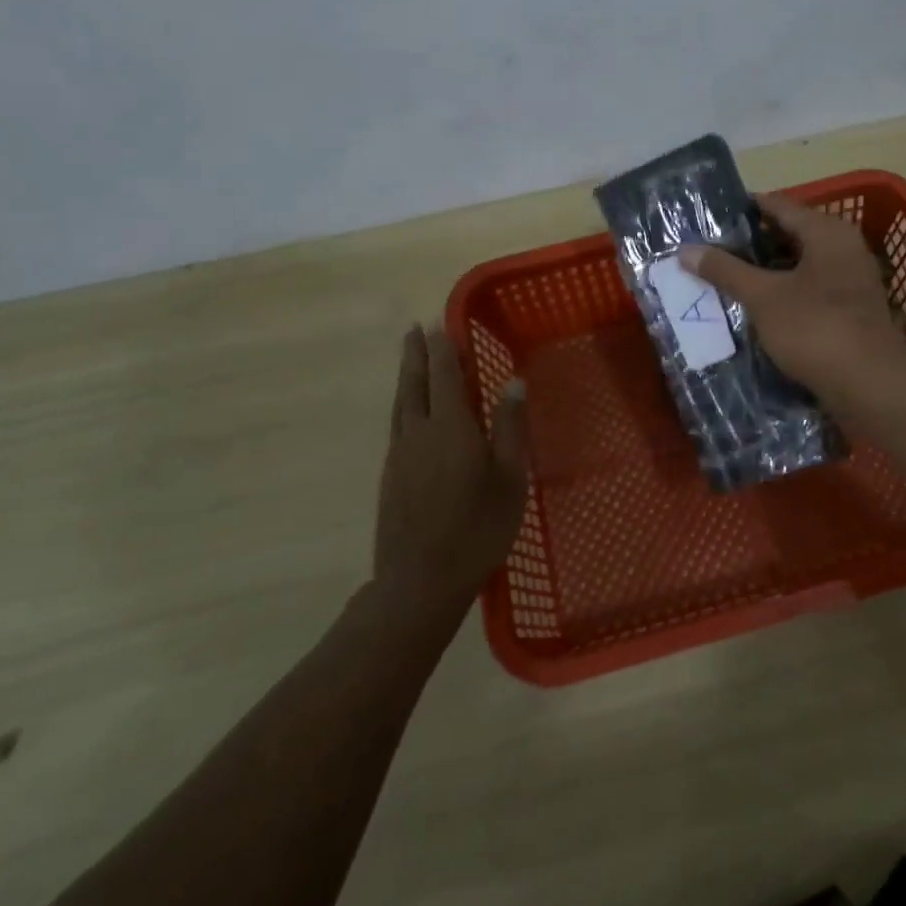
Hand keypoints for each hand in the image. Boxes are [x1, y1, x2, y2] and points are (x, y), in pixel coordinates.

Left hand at [373, 326, 527, 622]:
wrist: (421, 581)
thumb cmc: (478, 529)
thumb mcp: (509, 479)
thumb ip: (510, 428)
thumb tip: (514, 382)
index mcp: (451, 428)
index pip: (445, 376)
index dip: (444, 349)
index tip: (441, 324)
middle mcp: (419, 432)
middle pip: (414, 383)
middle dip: (416, 354)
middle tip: (414, 328)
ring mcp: (400, 454)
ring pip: (401, 403)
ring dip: (406, 375)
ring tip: (409, 356)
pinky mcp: (391, 475)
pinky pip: (397, 424)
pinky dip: (403, 403)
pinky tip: (409, 409)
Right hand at [678, 193, 905, 405]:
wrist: (869, 384)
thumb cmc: (814, 328)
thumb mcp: (763, 297)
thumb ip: (726, 270)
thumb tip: (686, 250)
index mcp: (827, 231)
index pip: (778, 204)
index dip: (742, 209)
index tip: (708, 218)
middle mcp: (844, 247)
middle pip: (790, 234)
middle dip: (751, 244)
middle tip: (711, 251)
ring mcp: (851, 280)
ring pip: (799, 265)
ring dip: (766, 271)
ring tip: (726, 278)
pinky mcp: (851, 310)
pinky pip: (810, 290)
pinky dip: (784, 293)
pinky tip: (757, 307)